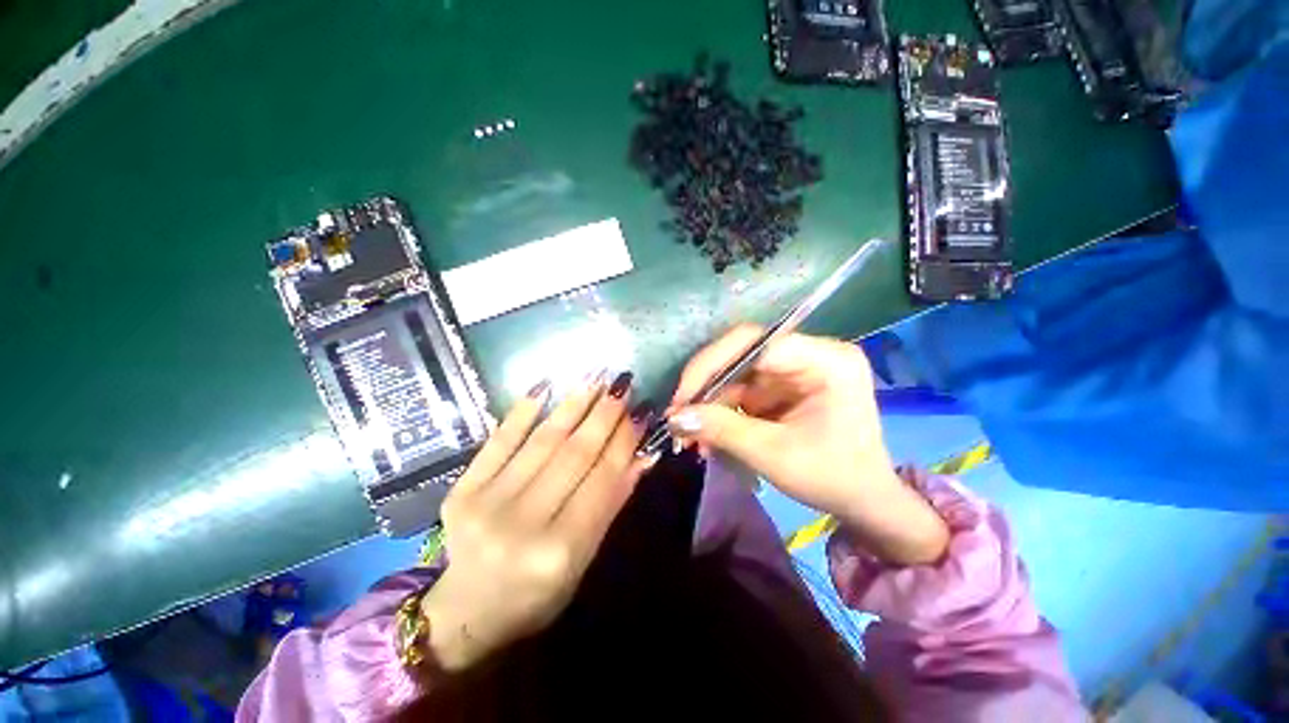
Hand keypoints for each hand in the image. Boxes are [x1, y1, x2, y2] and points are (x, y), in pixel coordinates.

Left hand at [420, 372, 656, 670]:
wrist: (466, 612)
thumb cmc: (538, 593)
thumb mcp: (584, 560)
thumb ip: (611, 504)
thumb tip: (643, 455)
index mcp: (559, 552)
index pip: (602, 481)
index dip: (624, 441)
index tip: (641, 409)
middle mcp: (522, 524)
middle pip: (574, 455)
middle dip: (604, 415)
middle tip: (622, 383)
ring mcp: (486, 503)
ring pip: (542, 441)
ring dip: (572, 404)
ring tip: (595, 376)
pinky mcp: (462, 489)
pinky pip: (499, 441)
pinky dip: (523, 411)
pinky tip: (545, 385)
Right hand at [668, 326, 947, 564]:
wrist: (864, 501)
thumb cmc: (833, 479)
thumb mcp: (774, 456)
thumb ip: (722, 430)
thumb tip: (675, 417)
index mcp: (827, 360)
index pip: (756, 343)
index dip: (712, 365)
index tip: (683, 399)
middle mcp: (811, 353)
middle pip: (742, 354)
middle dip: (706, 387)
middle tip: (679, 416)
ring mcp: (795, 368)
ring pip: (736, 373)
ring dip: (710, 403)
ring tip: (690, 435)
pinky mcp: (783, 384)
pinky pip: (741, 388)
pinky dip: (721, 410)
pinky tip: (708, 433)